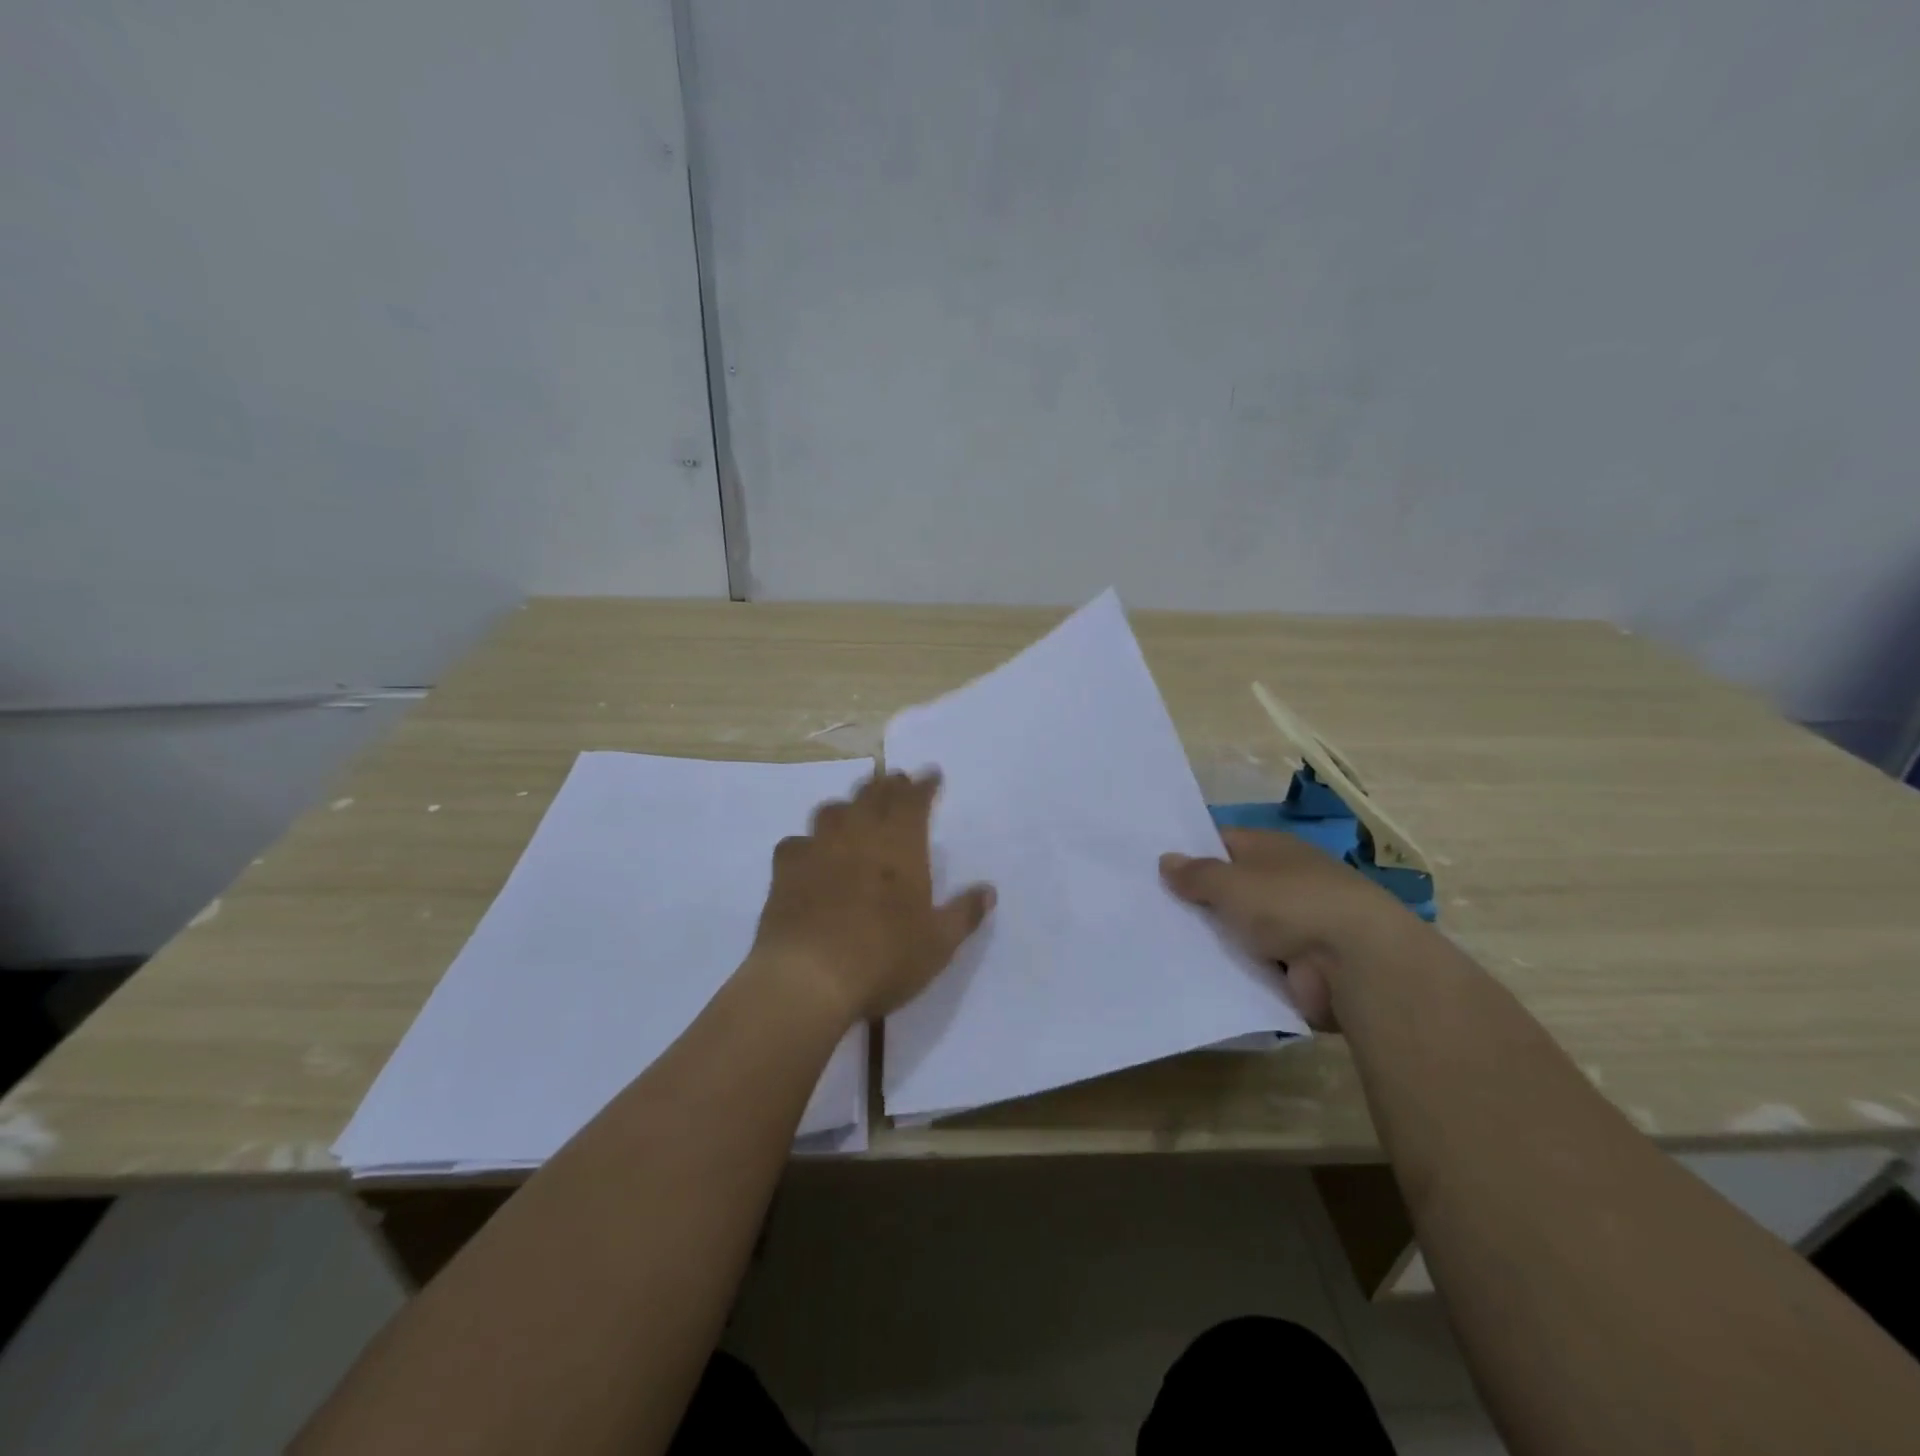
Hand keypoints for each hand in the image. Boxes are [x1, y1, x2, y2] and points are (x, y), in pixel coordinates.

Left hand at [749, 769, 994, 1023]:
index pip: (914, 800)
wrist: (809, 978)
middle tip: (897, 781)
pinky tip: (809, 852)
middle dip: (888, 785)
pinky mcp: (785, 870)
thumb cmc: (885, 958)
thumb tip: (989, 890)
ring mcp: (818, 849)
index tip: (931, 774)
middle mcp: (859, 835)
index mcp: (901, 845)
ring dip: (848, 804)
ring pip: (832, 810)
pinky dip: (807, 842)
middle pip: (873, 795)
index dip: (924, 785)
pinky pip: (796, 842)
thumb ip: (964, 913)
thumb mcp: (939, 944)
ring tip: (854, 809)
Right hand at [1160, 828, 1405, 1027]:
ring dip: (1215, 939)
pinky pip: (1255, 965)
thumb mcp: (1231, 883)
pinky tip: (1197, 976)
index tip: (1155, 871)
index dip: (1190, 854)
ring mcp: (1294, 926)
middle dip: (1197, 901)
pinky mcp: (1300, 967)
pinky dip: (1235, 970)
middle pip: (1230, 888)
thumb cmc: (1291, 904)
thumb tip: (1166, 860)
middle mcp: (1284, 881)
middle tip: (1149, 912)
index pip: (1222, 844)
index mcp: (1272, 849)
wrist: (1358, 964)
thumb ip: (1196, 874)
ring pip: (1240, 929)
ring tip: (1162, 947)